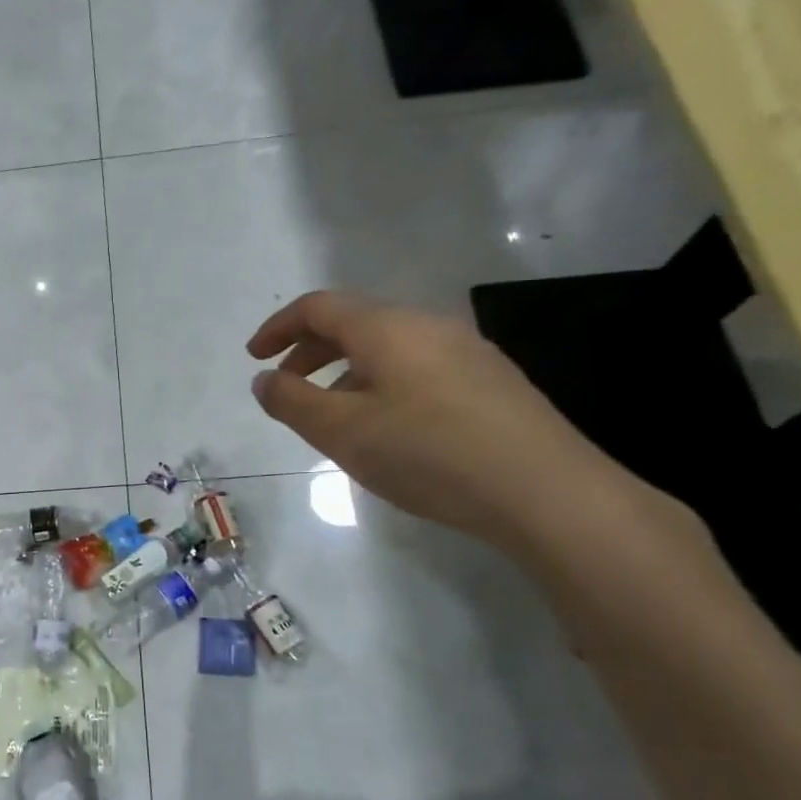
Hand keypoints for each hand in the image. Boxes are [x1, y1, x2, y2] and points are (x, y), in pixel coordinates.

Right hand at [246, 291, 636, 552]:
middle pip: (354, 323)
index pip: (318, 307)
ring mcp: (467, 351)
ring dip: (346, 372)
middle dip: (310, 351)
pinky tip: (389, 430)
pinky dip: (383, 385)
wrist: (547, 492)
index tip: (253, 357)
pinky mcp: (491, 382)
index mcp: (386, 327)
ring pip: (388, 348)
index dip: (278, 327)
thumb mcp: (342, 432)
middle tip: (286, 387)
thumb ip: (292, 402)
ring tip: (334, 417)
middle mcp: (427, 326)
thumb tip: (264, 380)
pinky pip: (418, 368)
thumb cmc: (428, 453)